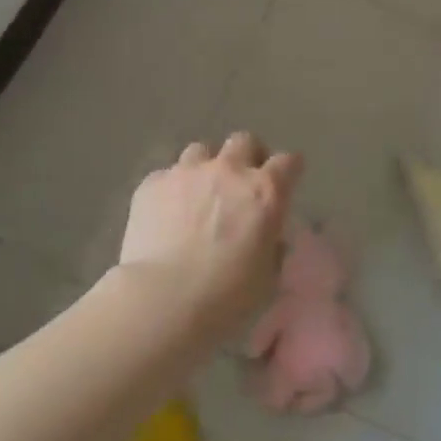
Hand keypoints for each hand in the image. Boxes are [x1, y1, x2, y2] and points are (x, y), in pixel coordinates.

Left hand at [118, 133, 302, 330]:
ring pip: (201, 151)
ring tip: (199, 194)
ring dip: (206, 167)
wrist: (163, 299)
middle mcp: (228, 171)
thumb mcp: (268, 279)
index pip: (288, 162)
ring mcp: (187, 173)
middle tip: (241, 182)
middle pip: (244, 141)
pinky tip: (166, 213)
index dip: (289, 169)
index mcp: (265, 192)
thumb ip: (272, 250)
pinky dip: (171, 189)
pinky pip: (166, 175)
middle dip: (247, 155)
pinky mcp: (151, 184)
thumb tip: (269, 240)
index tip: (286, 181)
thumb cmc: (227, 296)